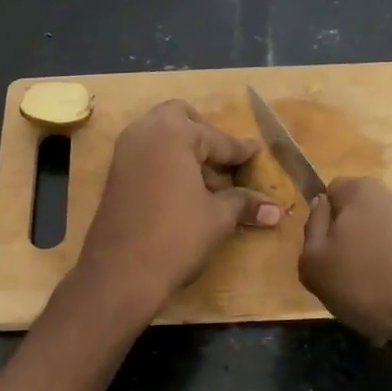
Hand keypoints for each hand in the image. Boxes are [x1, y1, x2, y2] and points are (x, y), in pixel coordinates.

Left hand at [72, 100, 281, 318]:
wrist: (120, 272)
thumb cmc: (176, 237)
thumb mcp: (218, 218)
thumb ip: (244, 204)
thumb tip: (276, 210)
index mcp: (174, 133)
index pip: (217, 137)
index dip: (240, 150)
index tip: (256, 153)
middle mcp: (145, 131)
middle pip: (180, 118)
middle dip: (204, 134)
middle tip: (223, 160)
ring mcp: (124, 151)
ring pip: (159, 134)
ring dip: (183, 148)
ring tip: (206, 179)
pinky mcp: (114, 173)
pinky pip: (146, 153)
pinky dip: (165, 161)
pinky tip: (182, 189)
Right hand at [299, 177, 391, 390]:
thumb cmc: (373, 281)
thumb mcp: (315, 263)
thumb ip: (310, 233)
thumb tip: (321, 209)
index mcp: (361, 193)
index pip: (333, 192)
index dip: (324, 223)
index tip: (325, 256)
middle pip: (365, 227)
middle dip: (357, 261)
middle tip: (350, 297)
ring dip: (385, 288)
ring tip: (384, 328)